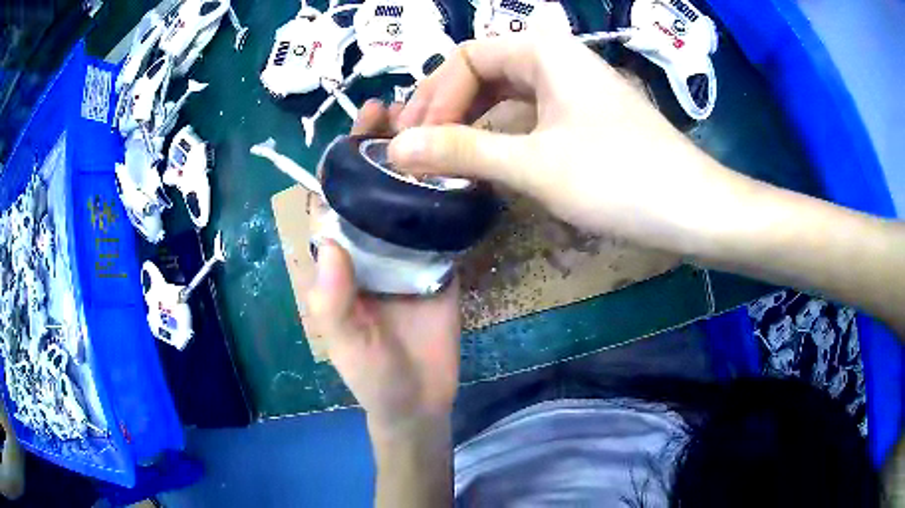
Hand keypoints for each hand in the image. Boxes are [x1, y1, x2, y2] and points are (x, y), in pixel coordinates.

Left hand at [306, 101, 460, 434]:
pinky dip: (445, 192)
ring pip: (403, 199)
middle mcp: (367, 249)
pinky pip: (438, 222)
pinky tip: (457, 161)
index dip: (338, 165)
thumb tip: (328, 243)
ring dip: (412, 161)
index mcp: (337, 263)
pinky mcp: (438, 261)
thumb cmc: (374, 377)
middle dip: (377, 149)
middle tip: (396, 108)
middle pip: (368, 190)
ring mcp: (404, 253)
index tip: (355, 128)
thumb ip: (334, 301)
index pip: (330, 204)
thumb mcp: (348, 344)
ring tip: (429, 122)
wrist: (421, 398)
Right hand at [389, 36, 730, 253]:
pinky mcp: (584, 120)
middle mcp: (556, 61)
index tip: (413, 141)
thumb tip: (396, 149)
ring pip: (505, 96)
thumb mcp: (534, 164)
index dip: (434, 97)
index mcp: (542, 51)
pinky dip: (500, 136)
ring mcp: (572, 91)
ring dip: (471, 123)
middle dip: (446, 107)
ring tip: (443, 158)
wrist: (695, 210)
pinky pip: (528, 117)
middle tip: (418, 149)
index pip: (466, 59)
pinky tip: (486, 161)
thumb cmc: (620, 178)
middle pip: (483, 73)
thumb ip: (462, 151)